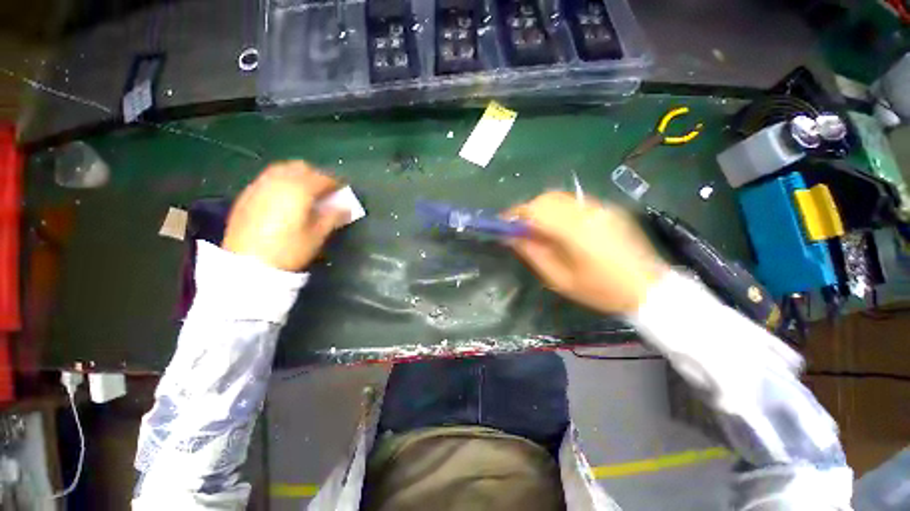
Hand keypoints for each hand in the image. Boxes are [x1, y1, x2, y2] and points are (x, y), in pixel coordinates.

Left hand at [222, 161, 346, 270]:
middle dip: (315, 176)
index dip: (336, 183)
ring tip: (306, 194)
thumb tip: (346, 207)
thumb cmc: (289, 249)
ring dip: (297, 176)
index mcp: (299, 189)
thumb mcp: (317, 235)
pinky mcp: (247, 195)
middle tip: (325, 192)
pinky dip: (281, 182)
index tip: (343, 191)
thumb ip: (333, 216)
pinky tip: (284, 199)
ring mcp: (259, 186)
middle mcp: (278, 181)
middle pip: (300, 167)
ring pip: (282, 169)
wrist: (248, 264)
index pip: (322, 178)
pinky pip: (268, 179)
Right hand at [506, 192, 668, 313]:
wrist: (648, 288)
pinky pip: (574, 202)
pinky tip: (560, 228)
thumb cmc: (600, 290)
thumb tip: (511, 237)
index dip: (515, 214)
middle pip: (546, 198)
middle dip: (527, 210)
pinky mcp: (608, 208)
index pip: (535, 210)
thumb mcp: (559, 279)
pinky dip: (558, 209)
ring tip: (537, 229)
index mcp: (574, 230)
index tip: (503, 224)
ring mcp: (600, 207)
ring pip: (560, 197)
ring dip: (542, 209)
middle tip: (520, 229)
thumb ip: (533, 254)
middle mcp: (587, 211)